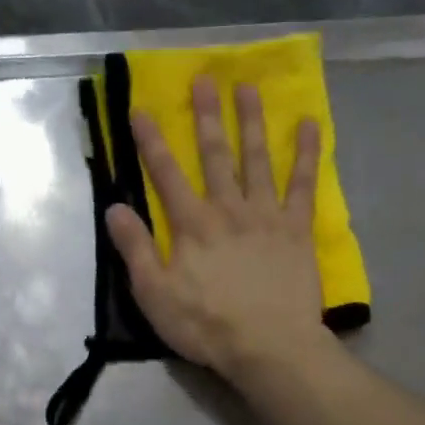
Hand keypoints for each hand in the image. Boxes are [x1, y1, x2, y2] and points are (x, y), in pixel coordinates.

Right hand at [106, 76, 327, 381]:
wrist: (268, 346)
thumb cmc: (206, 326)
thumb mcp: (155, 295)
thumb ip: (136, 249)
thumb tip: (114, 208)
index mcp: (192, 226)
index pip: (165, 175)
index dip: (151, 141)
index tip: (140, 109)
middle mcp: (228, 209)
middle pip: (215, 155)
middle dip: (206, 116)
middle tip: (204, 78)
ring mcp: (266, 216)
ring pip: (257, 159)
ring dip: (251, 121)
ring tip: (249, 87)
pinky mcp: (297, 230)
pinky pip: (303, 185)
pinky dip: (306, 154)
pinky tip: (309, 124)